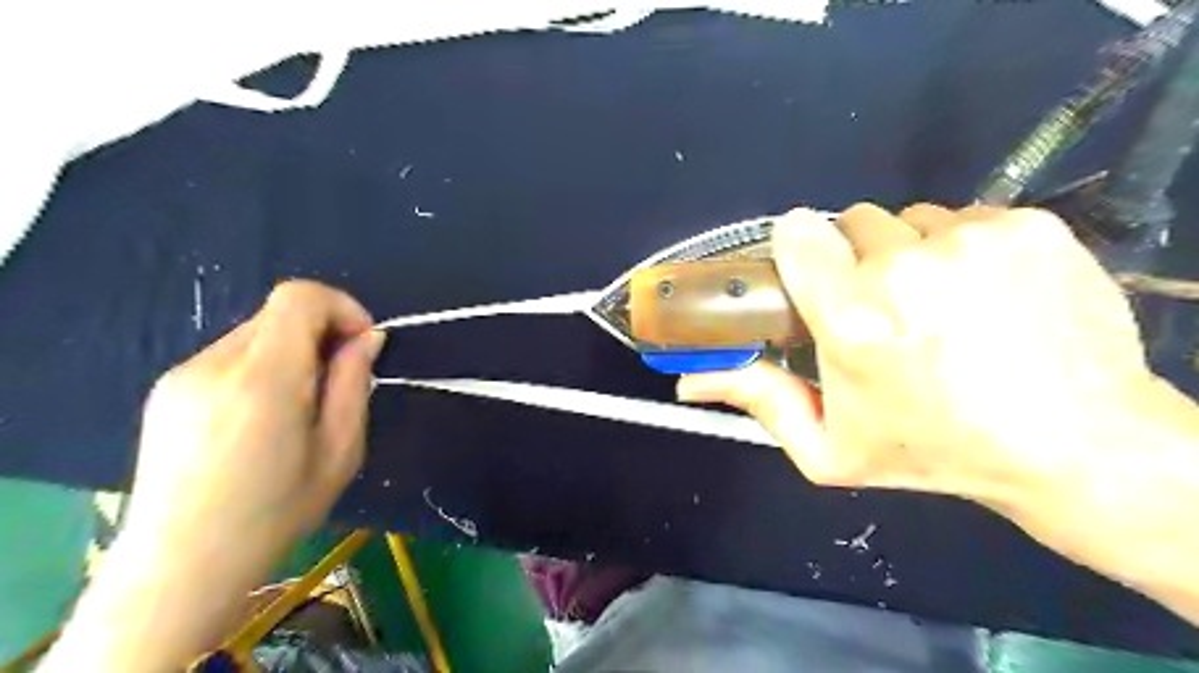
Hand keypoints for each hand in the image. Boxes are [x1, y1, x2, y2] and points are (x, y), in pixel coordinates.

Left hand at [125, 279, 382, 599]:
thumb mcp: (341, 451)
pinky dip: (261, 368)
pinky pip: (229, 357)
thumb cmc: (276, 513)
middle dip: (321, 334)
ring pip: (256, 334)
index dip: (341, 307)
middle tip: (336, 384)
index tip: (362, 344)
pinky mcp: (166, 390)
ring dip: (292, 353)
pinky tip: (260, 420)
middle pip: (280, 313)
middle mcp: (215, 364)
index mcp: (264, 379)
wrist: (180, 566)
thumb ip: (354, 384)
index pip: (300, 297)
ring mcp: (182, 375)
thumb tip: (368, 338)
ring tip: (298, 409)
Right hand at [672, 205, 1152, 510]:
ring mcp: (972, 240)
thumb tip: (687, 381)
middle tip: (880, 307)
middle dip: (856, 258)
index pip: (798, 234)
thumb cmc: (934, 450)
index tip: (812, 271)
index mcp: (852, 321)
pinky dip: (963, 247)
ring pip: (911, 219)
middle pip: (853, 222)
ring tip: (937, 305)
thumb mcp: (829, 446)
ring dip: (910, 253)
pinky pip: (967, 216)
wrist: (1075, 446)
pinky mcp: (1027, 226)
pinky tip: (986, 293)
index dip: (800, 248)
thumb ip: (757, 401)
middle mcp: (906, 270)